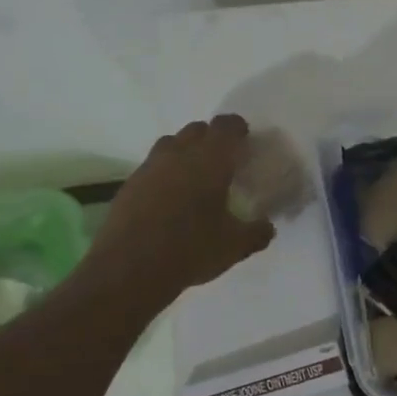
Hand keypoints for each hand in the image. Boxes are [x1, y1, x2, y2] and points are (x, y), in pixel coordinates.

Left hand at [83, 115, 275, 301]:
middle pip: (196, 130)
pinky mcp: (129, 185)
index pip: (226, 126)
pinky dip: (166, 175)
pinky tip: (171, 201)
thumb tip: (267, 227)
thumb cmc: (191, 250)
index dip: (238, 129)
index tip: (246, 143)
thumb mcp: (236, 246)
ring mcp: (149, 168)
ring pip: (171, 145)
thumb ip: (257, 232)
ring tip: (196, 179)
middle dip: (212, 140)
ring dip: (186, 153)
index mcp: (210, 161)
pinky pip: (153, 167)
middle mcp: (178, 154)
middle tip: (224, 164)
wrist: (130, 269)